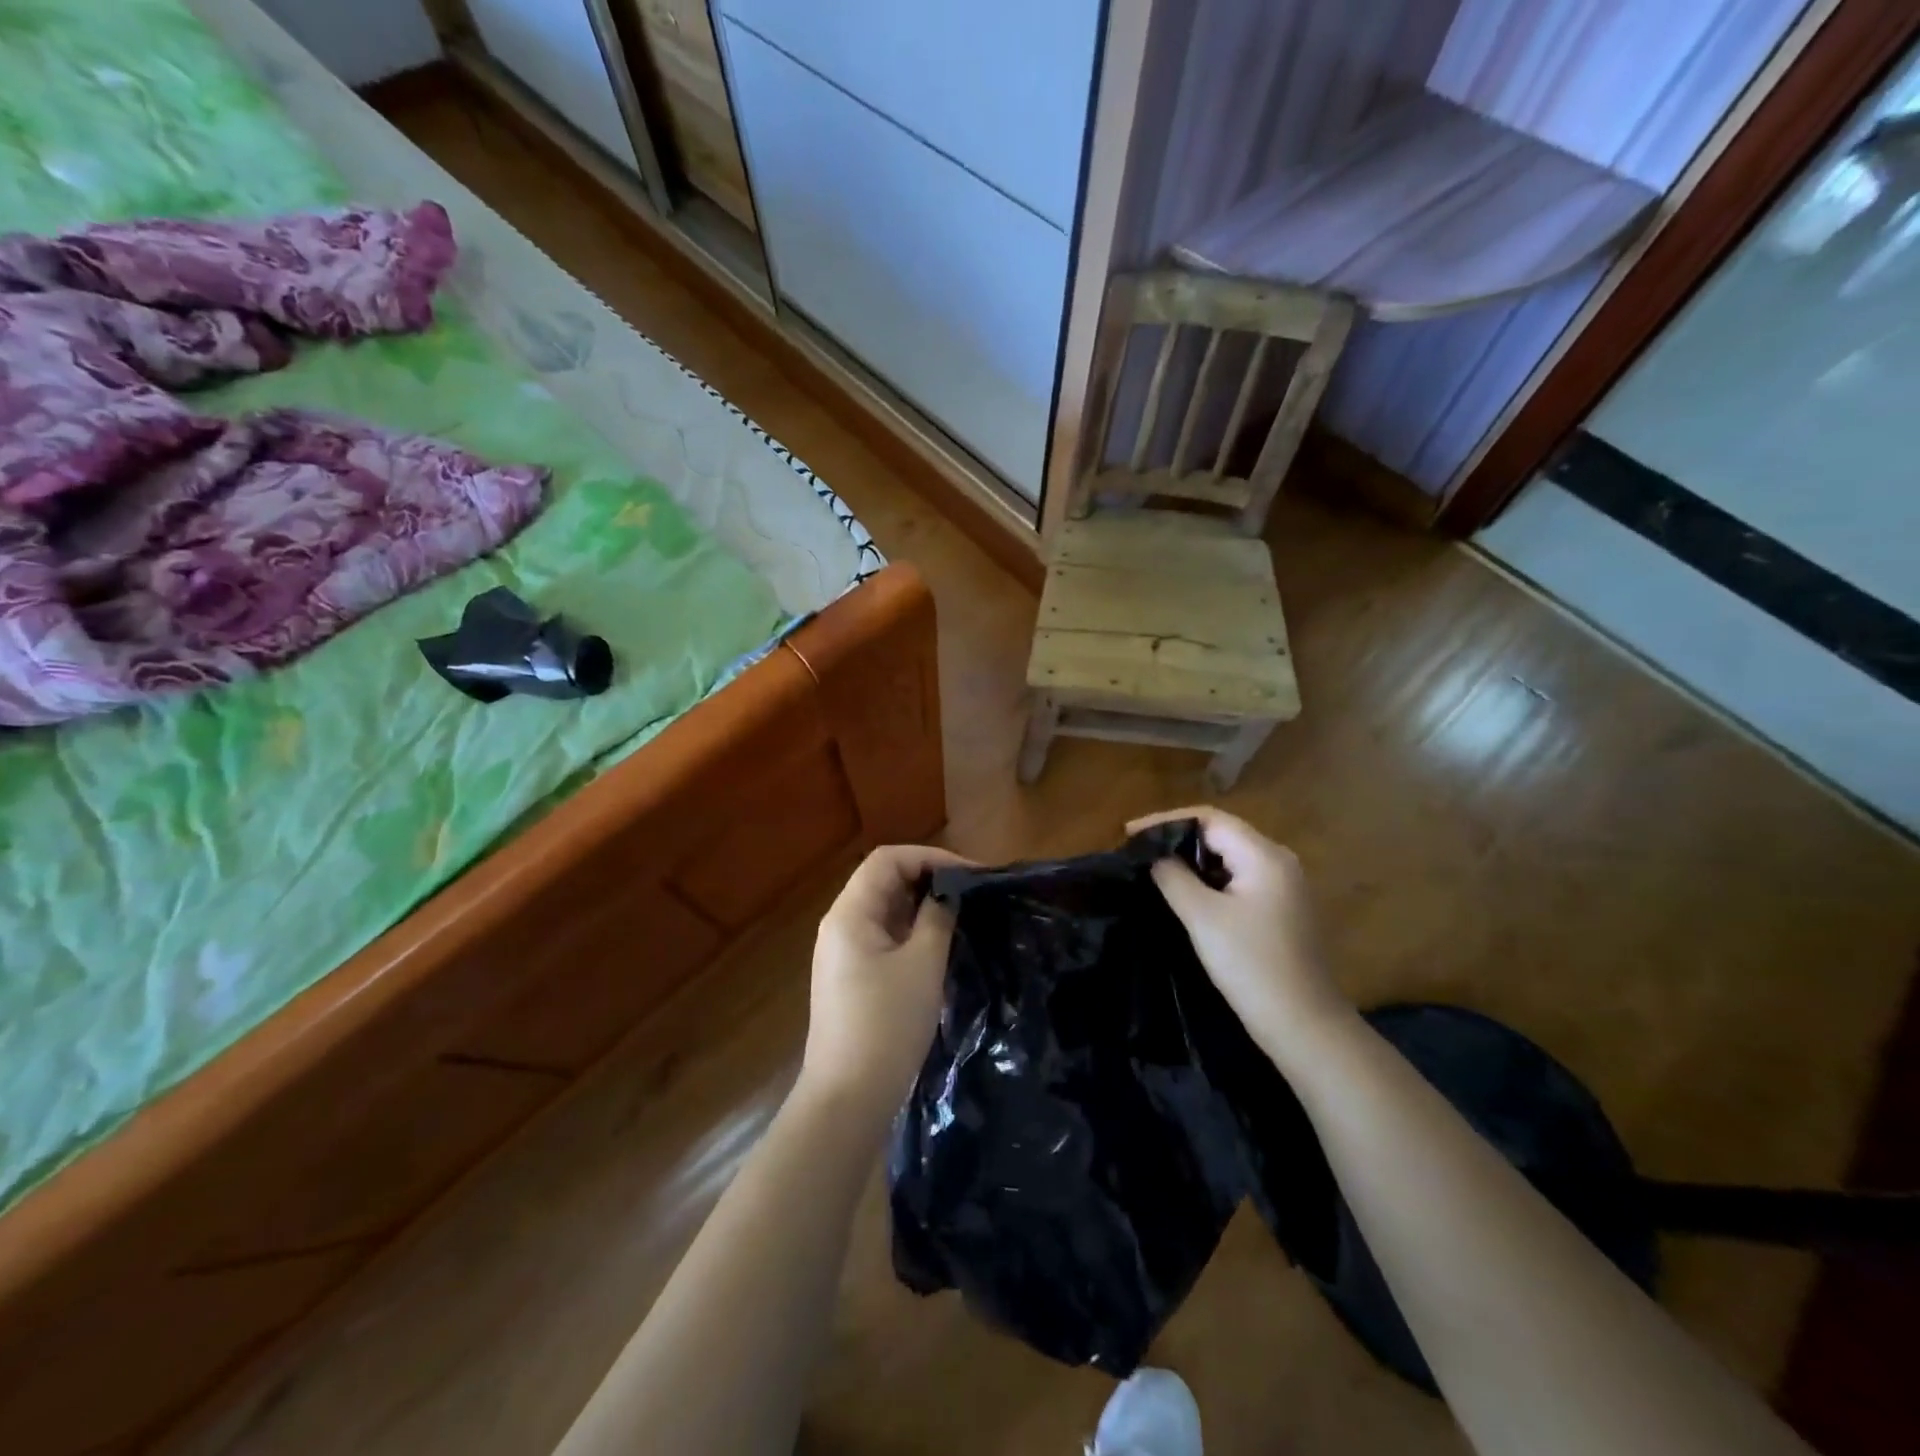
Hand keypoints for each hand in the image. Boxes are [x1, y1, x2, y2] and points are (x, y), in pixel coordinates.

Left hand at [798, 844, 969, 1121]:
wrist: (848, 1098)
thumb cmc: (887, 1025)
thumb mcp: (922, 965)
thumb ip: (937, 919)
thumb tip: (949, 893)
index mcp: (849, 914)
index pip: (887, 860)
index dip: (930, 858)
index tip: (970, 875)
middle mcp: (840, 925)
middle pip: (884, 881)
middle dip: (928, 880)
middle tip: (971, 894)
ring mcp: (843, 953)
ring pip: (885, 910)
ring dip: (921, 906)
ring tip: (961, 915)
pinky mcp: (851, 977)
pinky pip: (883, 937)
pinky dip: (911, 931)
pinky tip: (939, 945)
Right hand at [1129, 806, 1349, 1064]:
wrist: (1304, 1025)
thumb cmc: (1251, 965)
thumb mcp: (1203, 917)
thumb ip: (1174, 877)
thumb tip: (1155, 856)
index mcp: (1264, 856)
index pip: (1210, 819)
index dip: (1166, 821)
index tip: (1129, 833)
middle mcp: (1279, 861)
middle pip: (1221, 833)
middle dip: (1178, 837)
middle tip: (1139, 849)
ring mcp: (1284, 886)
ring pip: (1229, 857)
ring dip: (1192, 859)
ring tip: (1154, 867)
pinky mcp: (1281, 908)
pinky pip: (1238, 878)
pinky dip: (1209, 878)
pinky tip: (1185, 892)